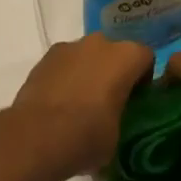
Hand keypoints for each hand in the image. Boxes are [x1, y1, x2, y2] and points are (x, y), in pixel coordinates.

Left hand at [6, 35, 152, 180]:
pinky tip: (59, 103)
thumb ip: (123, 118)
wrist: (35, 137)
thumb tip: (115, 123)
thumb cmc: (87, 136)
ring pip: (87, 56)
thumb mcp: (119, 137)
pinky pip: (64, 64)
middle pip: (114, 53)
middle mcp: (99, 43)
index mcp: (125, 57)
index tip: (136, 102)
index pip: (145, 58)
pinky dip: (66, 77)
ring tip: (80, 104)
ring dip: (88, 72)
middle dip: (114, 72)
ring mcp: (68, 47)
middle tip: (110, 102)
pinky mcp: (44, 58)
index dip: (143, 80)